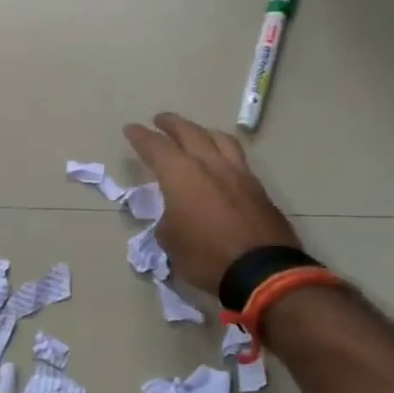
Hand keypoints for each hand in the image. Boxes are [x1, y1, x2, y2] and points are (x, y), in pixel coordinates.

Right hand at [123, 112, 300, 293]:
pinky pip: (237, 158)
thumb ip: (168, 218)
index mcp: (181, 175)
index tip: (131, 129)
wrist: (262, 272)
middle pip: (189, 132)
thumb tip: (175, 214)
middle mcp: (210, 165)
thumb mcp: (170, 241)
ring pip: (219, 139)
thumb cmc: (206, 256)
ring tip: (195, 134)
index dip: (141, 137)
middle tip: (160, 120)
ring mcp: (238, 174)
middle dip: (172, 124)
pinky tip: (221, 162)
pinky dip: (223, 151)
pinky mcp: (258, 188)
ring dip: (202, 132)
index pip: (156, 147)